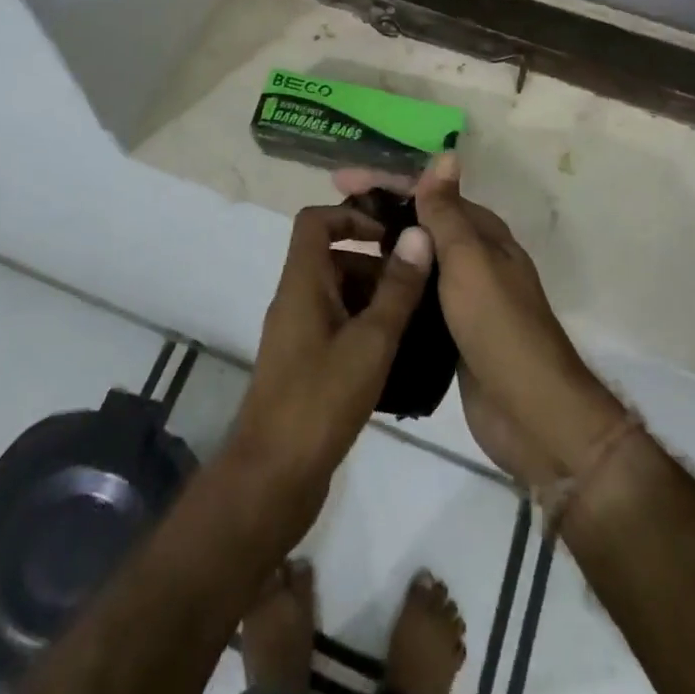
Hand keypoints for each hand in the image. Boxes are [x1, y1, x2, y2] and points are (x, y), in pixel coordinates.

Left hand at [223, 204, 432, 543]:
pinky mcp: (306, 365)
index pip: (315, 221)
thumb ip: (397, 288)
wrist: (272, 479)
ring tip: (420, 318)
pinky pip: (339, 327)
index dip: (352, 214)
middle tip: (422, 283)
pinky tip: (401, 353)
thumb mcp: (370, 341)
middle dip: (377, 264)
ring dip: (376, 298)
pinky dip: (367, 328)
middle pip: (333, 258)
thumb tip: (420, 234)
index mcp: (302, 283)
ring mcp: (299, 335)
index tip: (391, 234)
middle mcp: (296, 300)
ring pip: (339, 294)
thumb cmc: (321, 400)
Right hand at [333, 156, 624, 490]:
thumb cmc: (499, 327)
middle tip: (328, 219)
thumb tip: (447, 153)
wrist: (531, 414)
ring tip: (329, 256)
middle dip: (377, 218)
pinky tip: (355, 299)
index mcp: (482, 235)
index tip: (340, 180)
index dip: (386, 183)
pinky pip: (415, 302)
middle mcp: (474, 260)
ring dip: (379, 256)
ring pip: (415, 266)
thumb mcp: (470, 261)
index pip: (429, 194)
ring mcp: (463, 299)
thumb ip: (449, 212)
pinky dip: (389, 293)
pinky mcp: (451, 335)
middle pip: (420, 227)